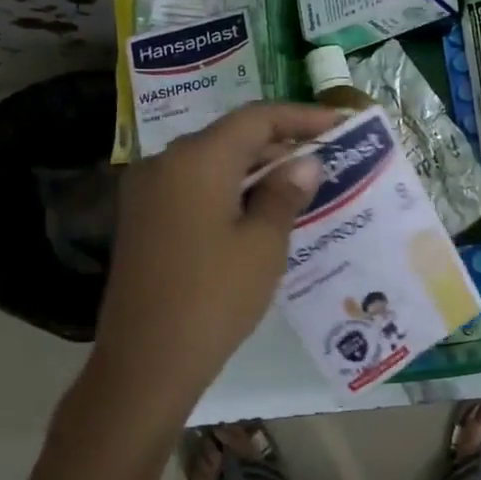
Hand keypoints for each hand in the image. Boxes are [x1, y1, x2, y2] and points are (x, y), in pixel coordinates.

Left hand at [90, 101, 337, 413]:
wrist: (145, 363)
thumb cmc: (214, 298)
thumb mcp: (264, 245)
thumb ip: (285, 194)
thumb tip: (305, 163)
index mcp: (196, 160)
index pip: (256, 119)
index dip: (301, 117)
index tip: (339, 124)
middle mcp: (164, 163)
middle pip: (230, 137)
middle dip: (279, 145)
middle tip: (324, 160)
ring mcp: (147, 192)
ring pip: (211, 163)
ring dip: (254, 170)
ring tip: (299, 187)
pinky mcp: (142, 220)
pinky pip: (193, 188)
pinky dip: (229, 190)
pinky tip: (258, 213)